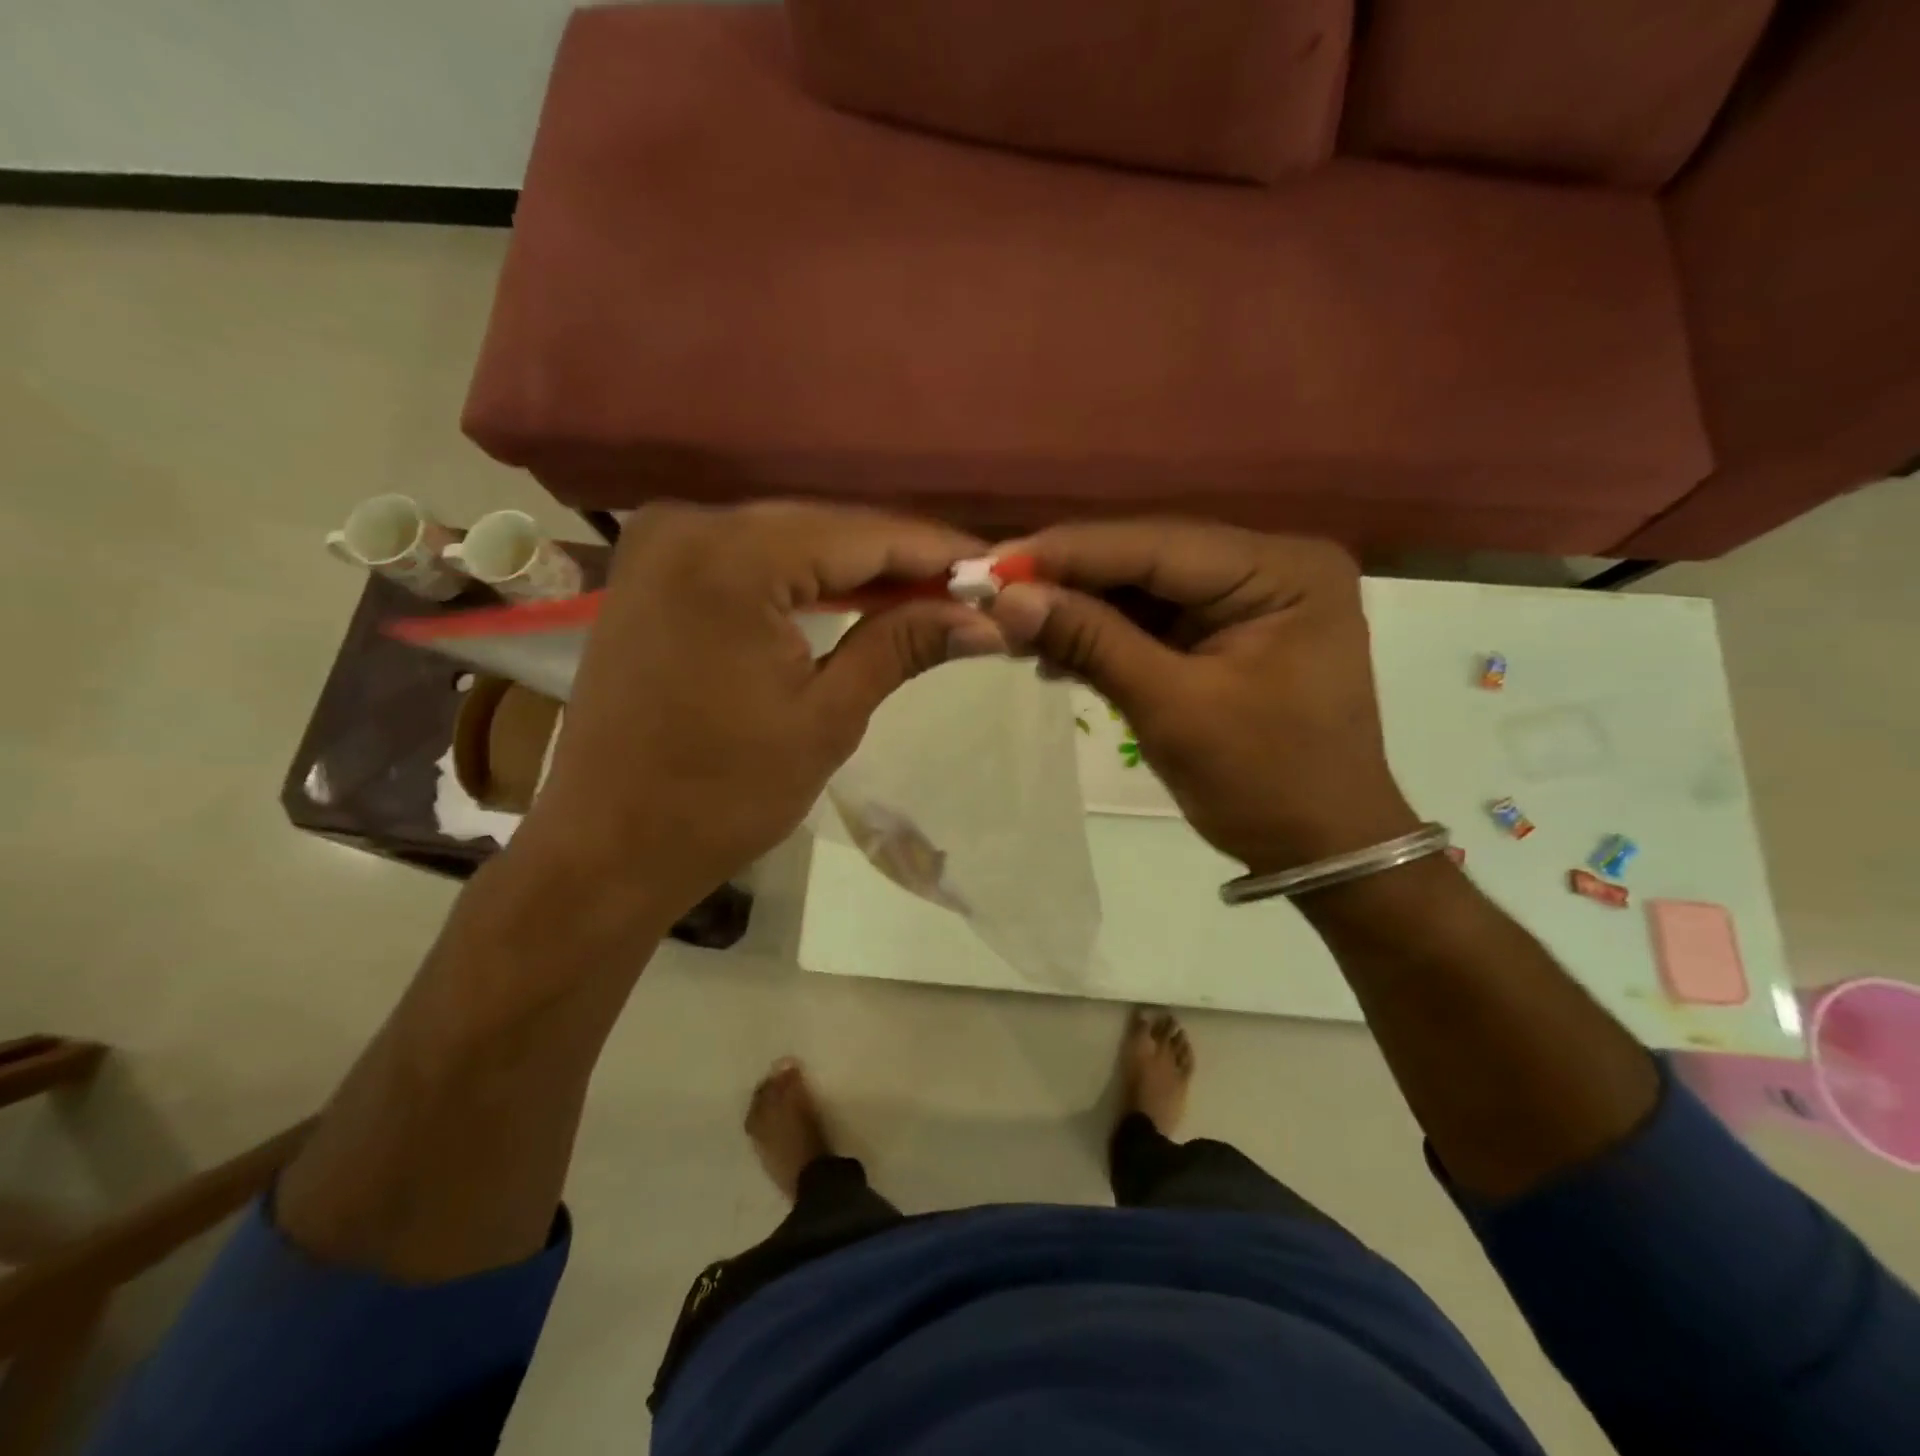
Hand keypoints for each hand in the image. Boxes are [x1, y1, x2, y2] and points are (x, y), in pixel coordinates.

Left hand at [517, 503, 1003, 918]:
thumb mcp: (827, 719)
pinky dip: (804, 576)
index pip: (862, 535)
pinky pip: (749, 557)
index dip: (936, 551)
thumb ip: (903, 646)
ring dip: (856, 567)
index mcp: (731, 560)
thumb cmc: (722, 796)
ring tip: (926, 595)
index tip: (997, 569)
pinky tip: (853, 596)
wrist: (607, 846)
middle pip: (824, 527)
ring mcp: (661, 543)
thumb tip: (986, 621)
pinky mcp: (651, 571)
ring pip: (789, 538)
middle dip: (900, 559)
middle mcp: (689, 525)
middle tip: (969, 589)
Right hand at [987, 520, 1417, 872]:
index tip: (993, 563)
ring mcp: (1251, 597)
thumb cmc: (1264, 781)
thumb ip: (1092, 642)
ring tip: (1011, 623)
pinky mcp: (1229, 630)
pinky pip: (1154, 620)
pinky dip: (1104, 634)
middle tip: (990, 590)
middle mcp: (1271, 566)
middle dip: (1069, 579)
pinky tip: (1054, 648)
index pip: (1158, 545)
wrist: (1321, 847)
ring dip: (1079, 607)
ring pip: (1144, 588)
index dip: (1070, 552)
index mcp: (1282, 571)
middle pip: (1149, 558)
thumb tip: (1008, 600)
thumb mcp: (1173, 708)